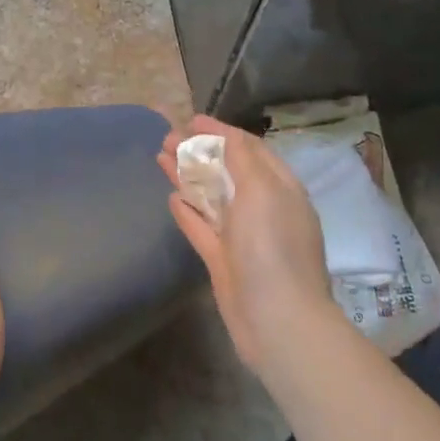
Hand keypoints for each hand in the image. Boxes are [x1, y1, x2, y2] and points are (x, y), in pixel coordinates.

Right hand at [159, 115, 332, 375]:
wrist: (278, 321)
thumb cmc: (272, 247)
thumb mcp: (262, 190)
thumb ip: (242, 159)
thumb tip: (224, 135)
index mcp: (280, 189)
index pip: (249, 149)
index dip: (220, 132)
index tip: (191, 119)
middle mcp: (262, 209)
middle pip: (226, 171)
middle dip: (198, 151)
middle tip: (166, 137)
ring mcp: (242, 237)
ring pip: (211, 197)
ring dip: (187, 175)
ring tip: (159, 157)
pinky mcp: (224, 261)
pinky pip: (202, 228)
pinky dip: (187, 212)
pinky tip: (171, 198)